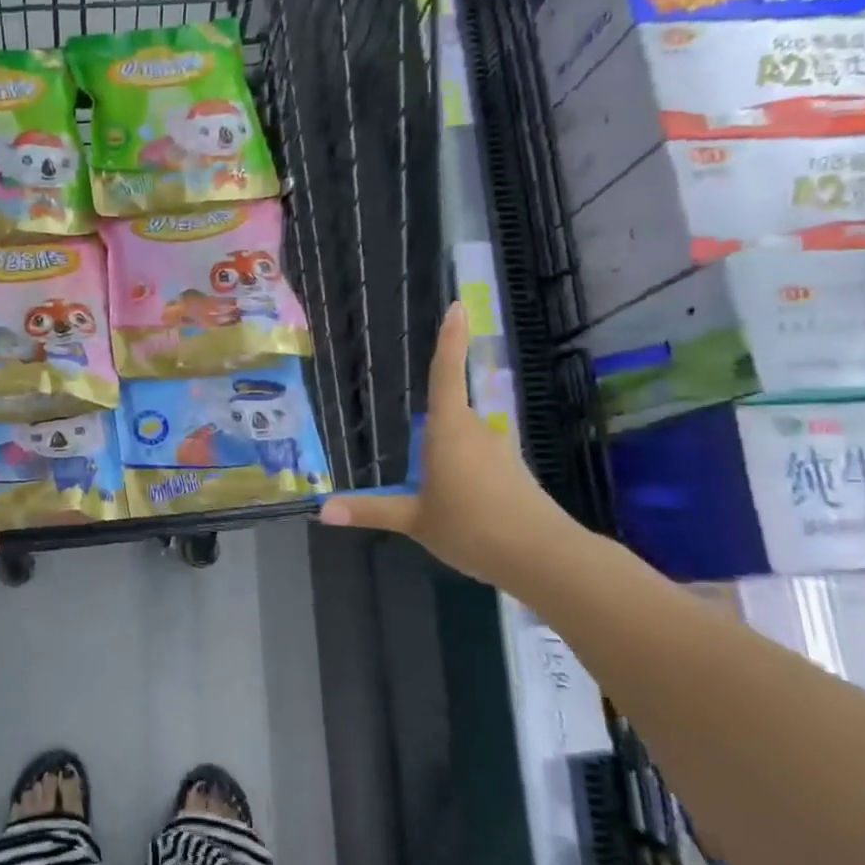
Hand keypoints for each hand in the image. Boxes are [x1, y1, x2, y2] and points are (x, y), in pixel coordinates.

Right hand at [318, 302, 576, 587]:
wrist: (542, 556)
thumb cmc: (471, 527)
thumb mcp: (414, 520)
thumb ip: (370, 510)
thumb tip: (322, 510)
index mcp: (449, 431)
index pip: (445, 376)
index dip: (450, 341)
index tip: (457, 307)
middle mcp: (477, 431)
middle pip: (450, 415)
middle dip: (430, 434)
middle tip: (414, 460)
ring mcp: (500, 452)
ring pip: (465, 442)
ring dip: (447, 459)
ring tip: (435, 496)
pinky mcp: (514, 474)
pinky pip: (479, 463)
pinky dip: (465, 477)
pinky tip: (459, 508)